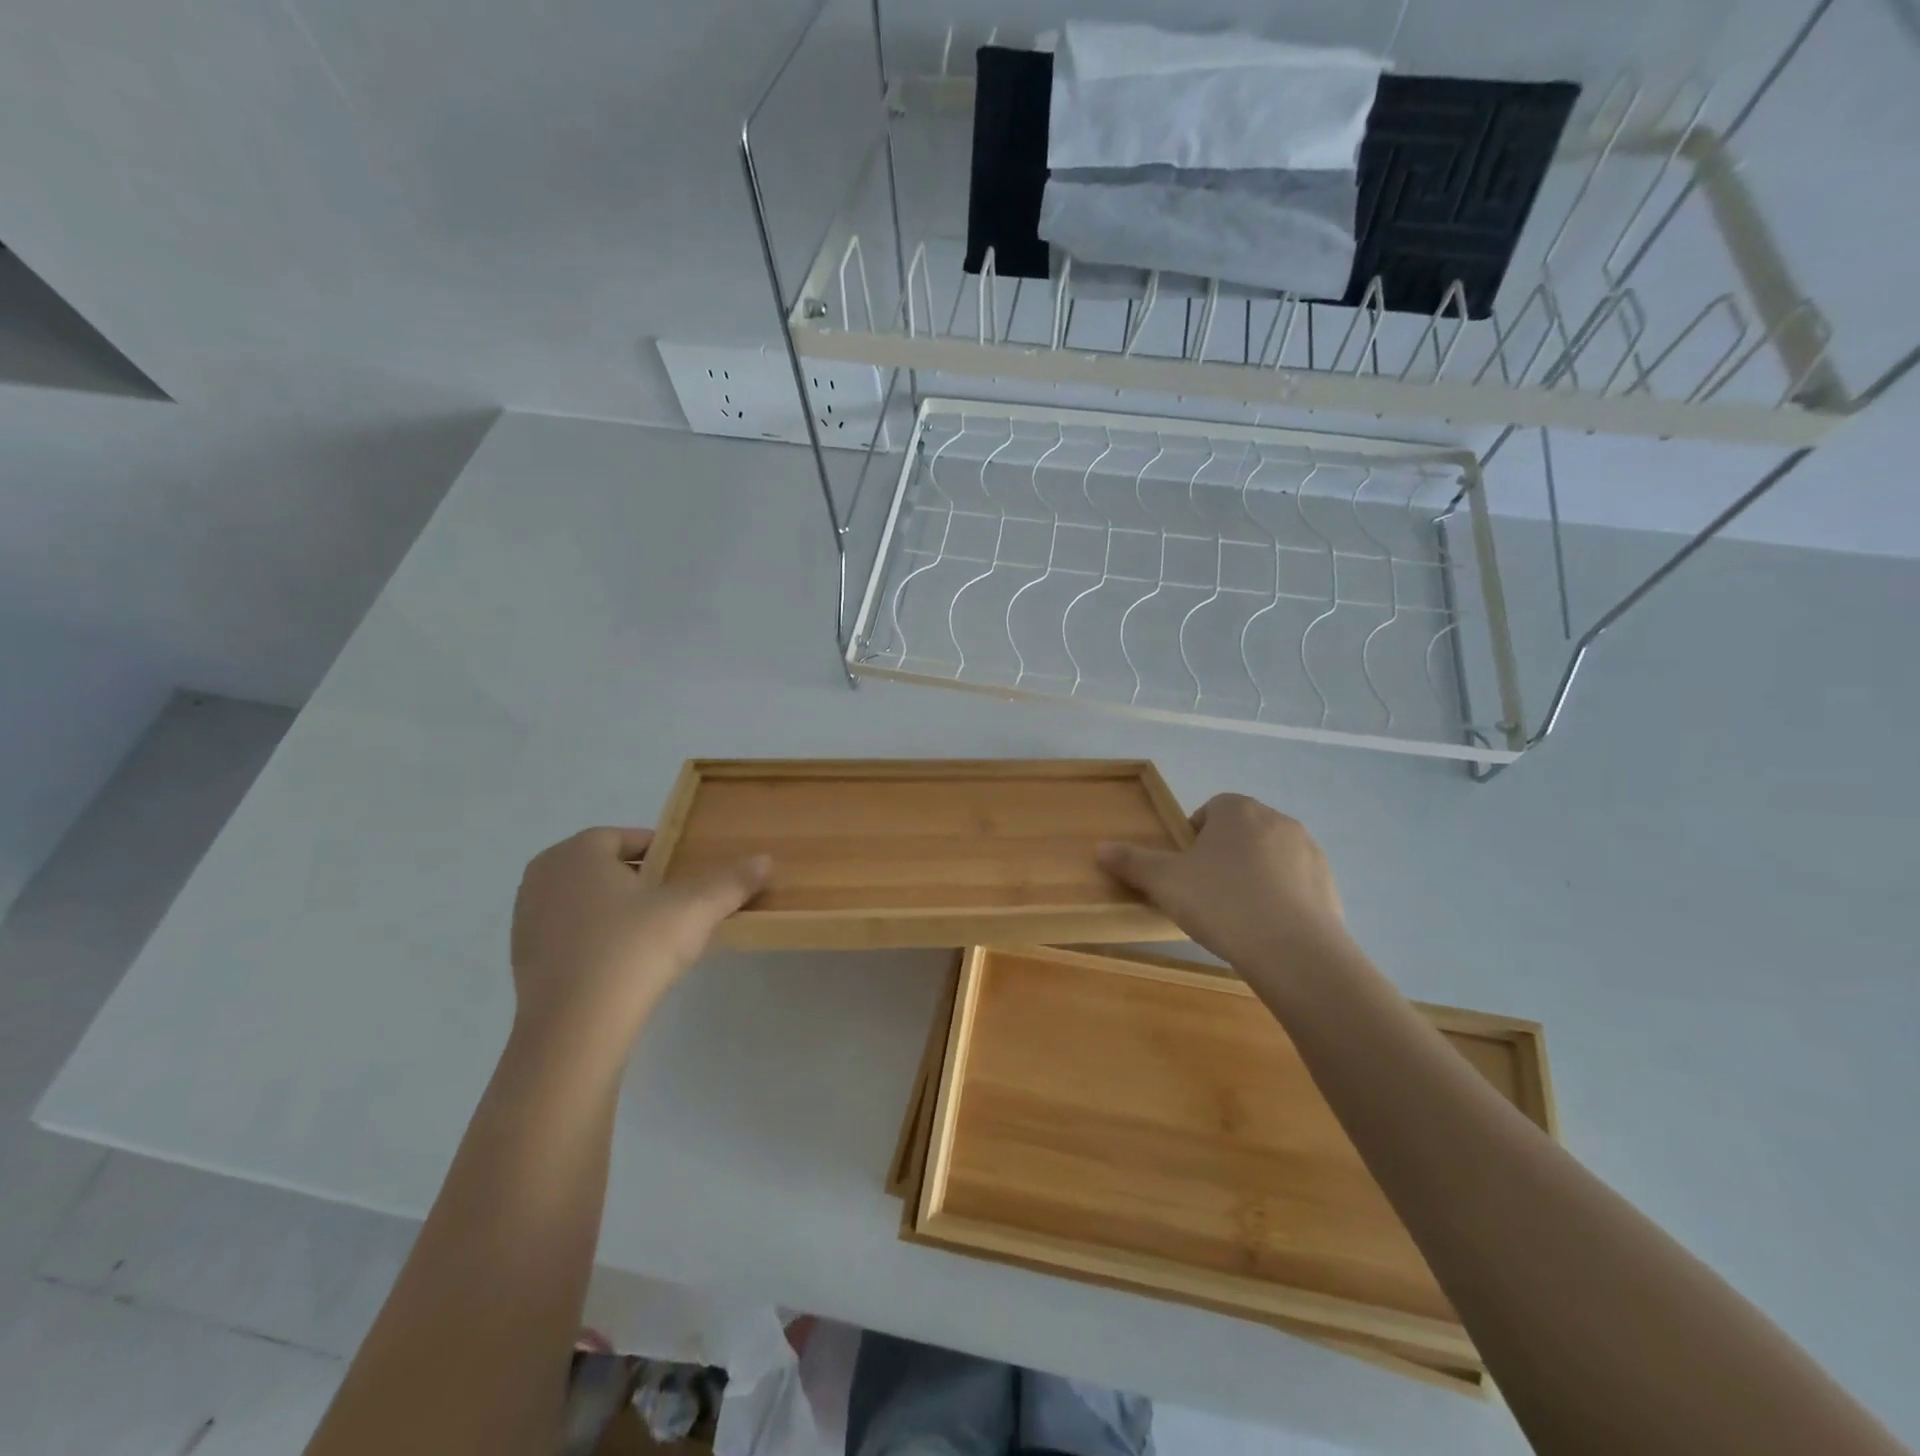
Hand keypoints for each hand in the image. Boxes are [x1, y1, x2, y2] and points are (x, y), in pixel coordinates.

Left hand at [509, 827, 769, 1058]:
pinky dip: (593, 938)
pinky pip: (567, 933)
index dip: (661, 850)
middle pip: (602, 866)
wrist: (575, 1030)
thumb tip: (766, 860)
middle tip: (672, 900)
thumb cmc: (634, 950)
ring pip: (582, 899)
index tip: (686, 872)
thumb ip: (730, 882)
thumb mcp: (694, 910)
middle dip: (636, 878)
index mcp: (578, 852)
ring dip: (613, 908)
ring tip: (650, 932)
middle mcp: (544, 876)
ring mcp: (526, 919)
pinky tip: (621, 962)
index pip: (625, 838)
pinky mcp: (523, 959)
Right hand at [1098, 794, 1346, 972]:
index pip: (1210, 810)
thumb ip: (1133, 862)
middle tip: (1206, 893)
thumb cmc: (1221, 902)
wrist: (1293, 950)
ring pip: (1270, 857)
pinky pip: (1296, 884)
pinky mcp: (1329, 884)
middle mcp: (1277, 820)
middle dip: (1224, 855)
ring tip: (1237, 914)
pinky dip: (1281, 898)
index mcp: (1237, 810)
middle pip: (1241, 831)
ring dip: (1254, 875)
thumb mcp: (1165, 882)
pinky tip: (1267, 929)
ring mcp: (1309, 851)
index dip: (1194, 839)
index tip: (1185, 870)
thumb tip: (1100, 848)